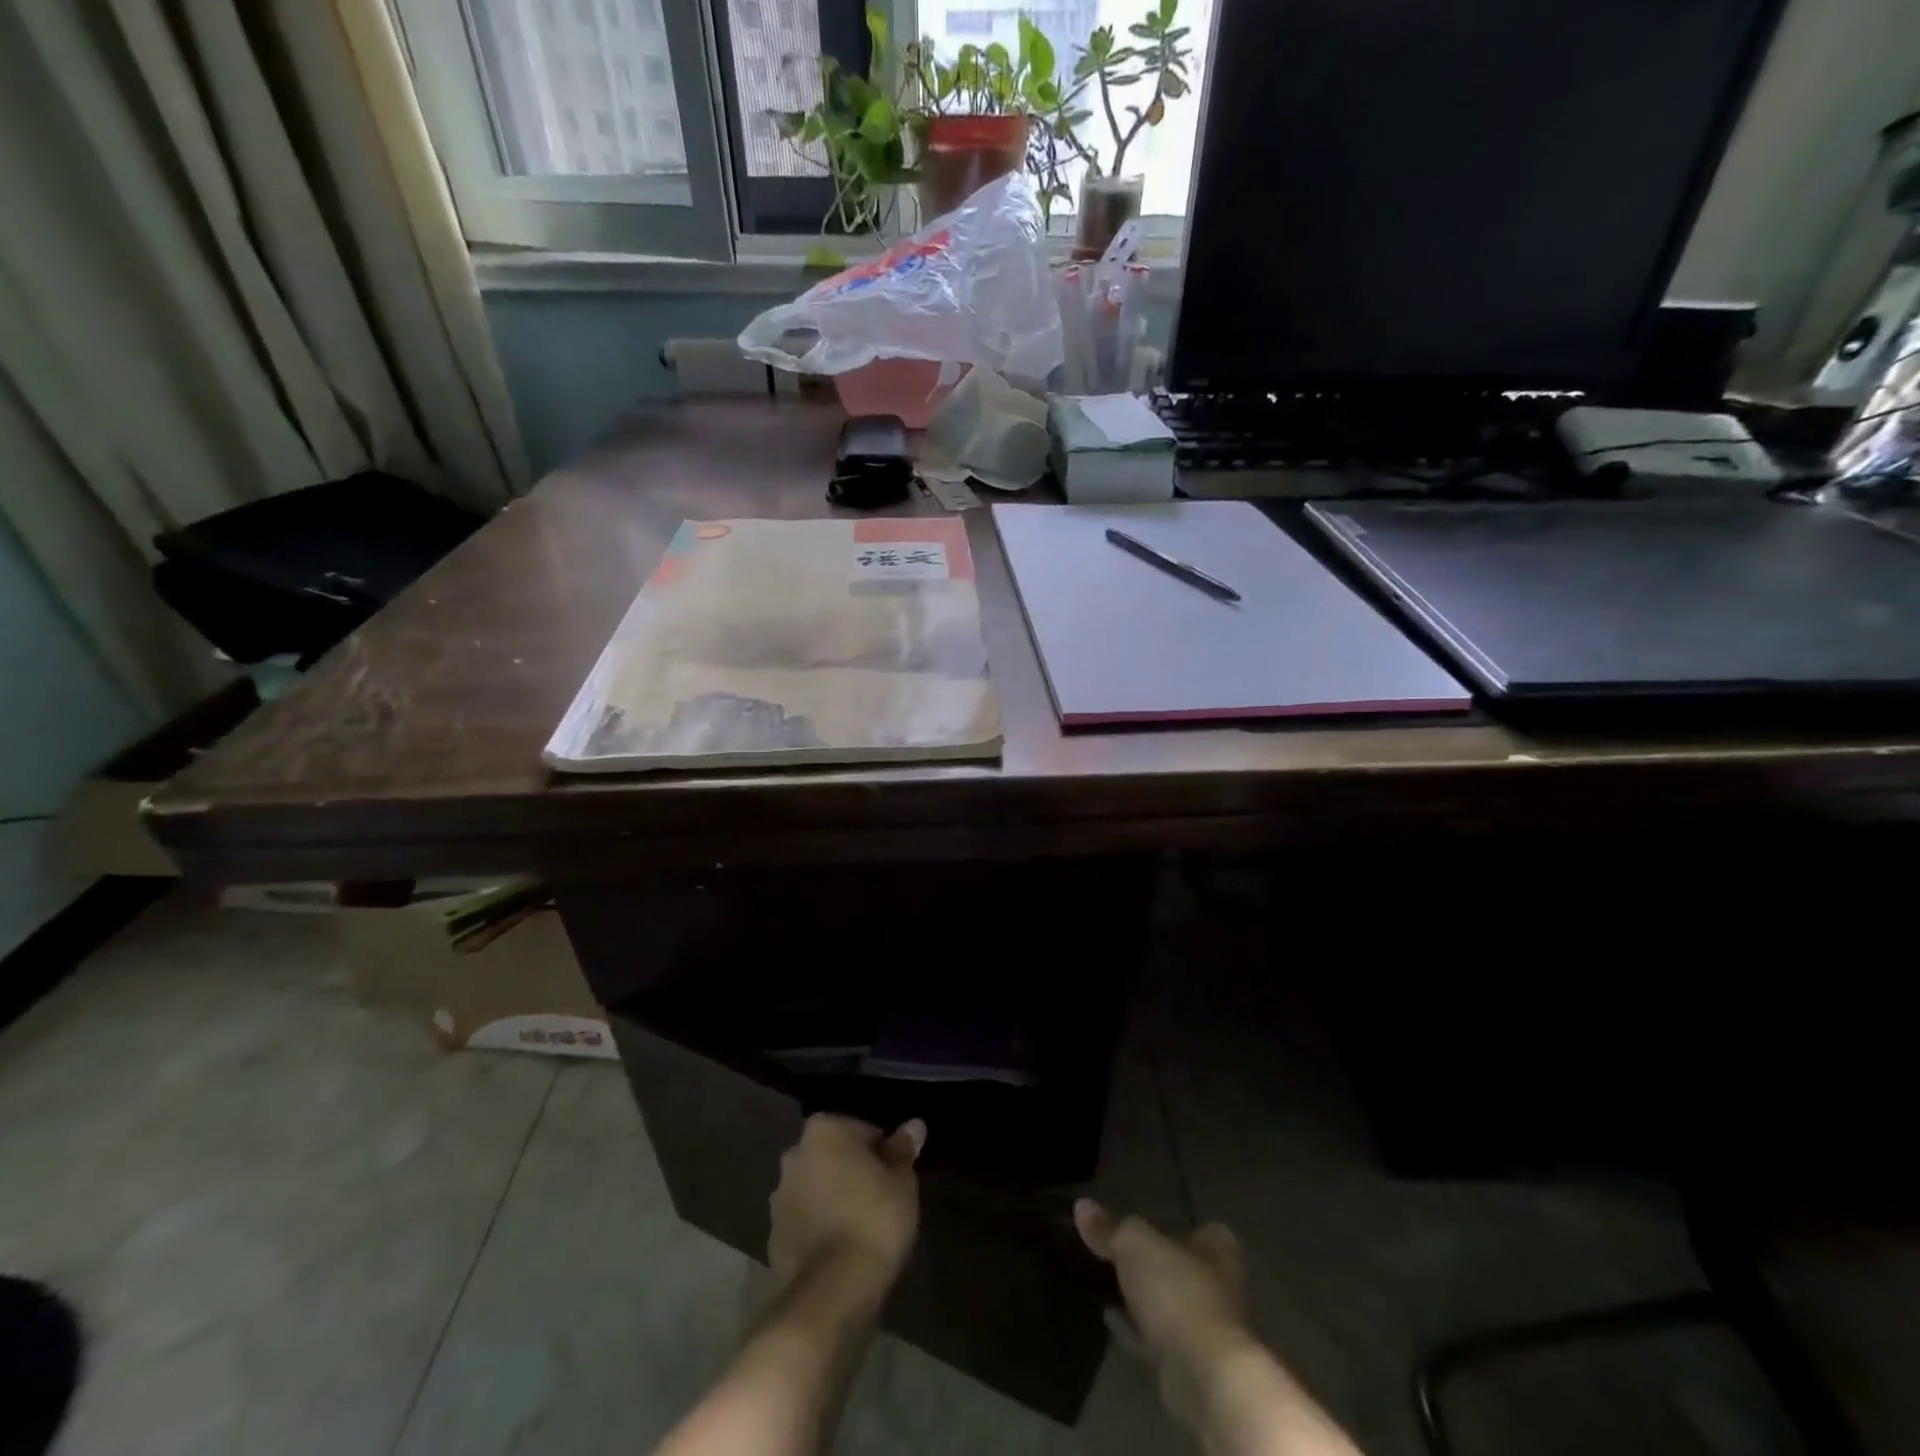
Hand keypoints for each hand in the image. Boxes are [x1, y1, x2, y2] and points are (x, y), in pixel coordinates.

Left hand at [769, 1115, 925, 1296]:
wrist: (830, 1294)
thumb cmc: (873, 1220)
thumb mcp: (902, 1183)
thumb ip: (903, 1151)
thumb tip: (914, 1125)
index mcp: (825, 1130)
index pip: (863, 1130)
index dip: (883, 1153)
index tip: (896, 1179)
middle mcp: (795, 1154)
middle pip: (834, 1156)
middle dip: (853, 1172)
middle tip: (881, 1200)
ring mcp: (779, 1197)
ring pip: (817, 1188)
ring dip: (834, 1199)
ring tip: (863, 1228)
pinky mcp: (772, 1237)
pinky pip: (805, 1221)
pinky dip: (820, 1228)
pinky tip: (842, 1250)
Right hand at [1075, 1199, 1255, 1427]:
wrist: (1205, 1377)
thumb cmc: (1177, 1291)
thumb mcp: (1134, 1245)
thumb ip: (1109, 1227)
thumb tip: (1082, 1206)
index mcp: (1217, 1249)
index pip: (1197, 1228)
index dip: (1171, 1223)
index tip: (1141, 1223)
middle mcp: (1218, 1286)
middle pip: (1180, 1265)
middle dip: (1152, 1262)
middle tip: (1114, 1251)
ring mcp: (1205, 1328)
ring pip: (1168, 1303)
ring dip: (1142, 1297)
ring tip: (1103, 1281)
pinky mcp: (1188, 1363)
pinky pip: (1155, 1336)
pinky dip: (1133, 1327)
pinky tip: (1107, 1317)